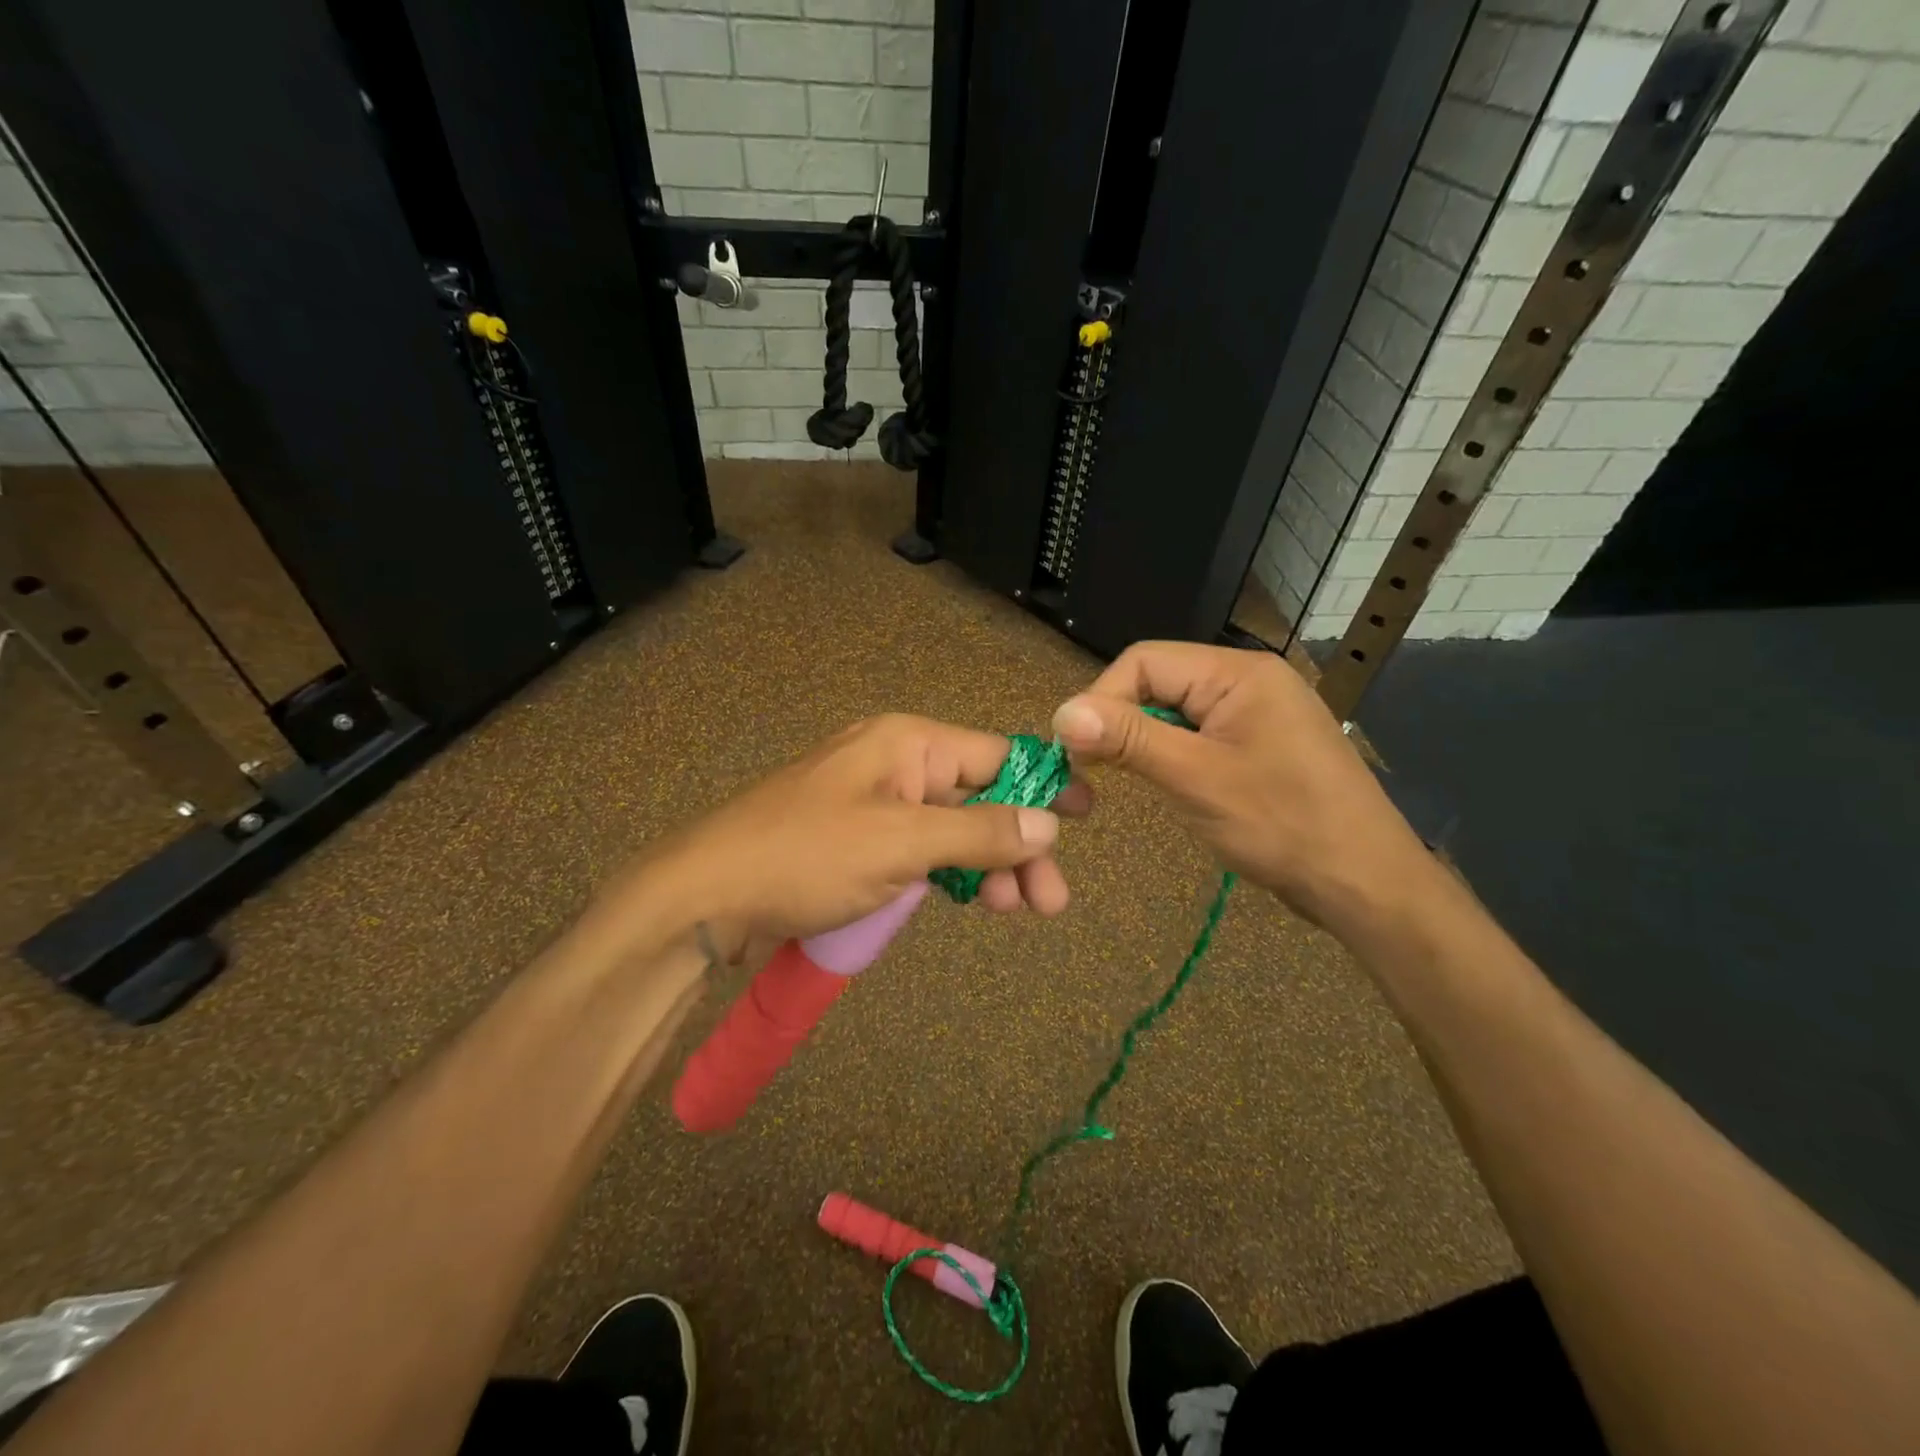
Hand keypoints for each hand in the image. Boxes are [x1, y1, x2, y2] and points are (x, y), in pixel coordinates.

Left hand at [605, 714, 1090, 953]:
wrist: (705, 897)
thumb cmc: (805, 856)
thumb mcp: (901, 843)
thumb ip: (979, 833)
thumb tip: (1050, 823)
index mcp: (907, 743)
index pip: (996, 756)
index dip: (1044, 784)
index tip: (1088, 816)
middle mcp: (896, 765)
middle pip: (979, 797)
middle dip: (1018, 845)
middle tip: (1050, 901)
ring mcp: (878, 805)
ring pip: (954, 830)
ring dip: (989, 866)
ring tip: (1018, 910)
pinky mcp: (861, 842)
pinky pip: (923, 851)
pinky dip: (951, 874)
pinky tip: (975, 900)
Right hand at [1050, 642, 1436, 936]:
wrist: (1366, 883)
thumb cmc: (1282, 825)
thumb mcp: (1195, 778)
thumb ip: (1128, 739)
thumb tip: (1061, 713)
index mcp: (1238, 673)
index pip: (1144, 660)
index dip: (1102, 698)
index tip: (1075, 750)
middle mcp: (1248, 681)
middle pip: (1158, 682)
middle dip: (1122, 722)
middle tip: (1093, 771)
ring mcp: (1257, 714)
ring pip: (1175, 712)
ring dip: (1144, 743)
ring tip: (1128, 781)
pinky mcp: (1259, 745)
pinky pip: (1199, 736)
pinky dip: (1172, 757)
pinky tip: (1169, 786)